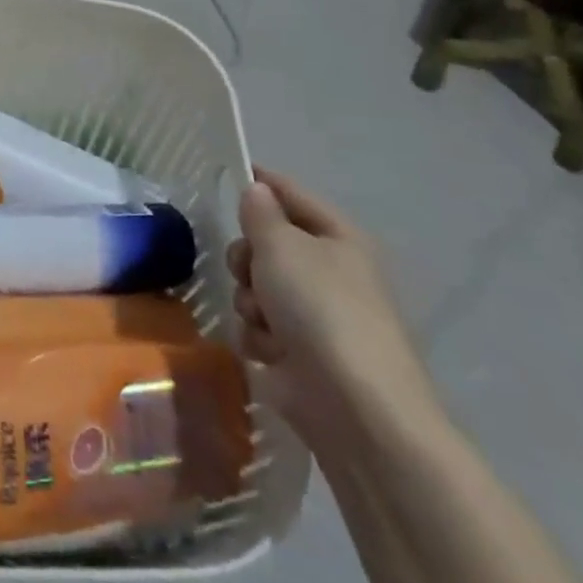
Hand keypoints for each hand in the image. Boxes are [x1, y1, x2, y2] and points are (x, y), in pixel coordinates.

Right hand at [225, 168, 435, 450]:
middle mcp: (330, 273)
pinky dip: (258, 337)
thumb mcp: (282, 246)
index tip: (229, 175)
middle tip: (247, 269)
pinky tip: (270, 352)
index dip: (261, 183)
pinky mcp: (299, 355)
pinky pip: (259, 328)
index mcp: (339, 239)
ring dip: (251, 301)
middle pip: (268, 244)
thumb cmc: (321, 309)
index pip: (292, 194)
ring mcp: (315, 316)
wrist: (353, 406)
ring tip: (264, 320)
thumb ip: (261, 214)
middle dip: (248, 257)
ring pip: (257, 288)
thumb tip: (257, 190)